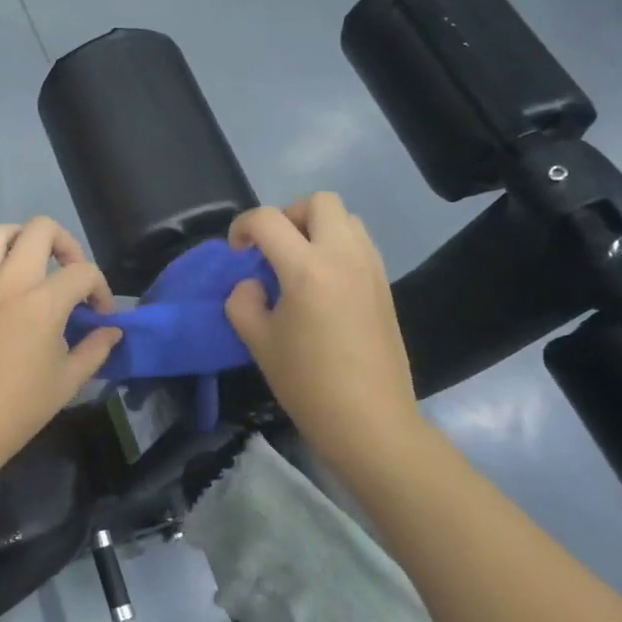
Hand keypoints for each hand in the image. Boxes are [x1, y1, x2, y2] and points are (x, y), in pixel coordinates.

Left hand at [0, 218, 122, 464]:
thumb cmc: (19, 408)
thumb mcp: (68, 381)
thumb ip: (95, 349)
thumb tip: (112, 331)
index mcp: (43, 303)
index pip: (82, 272)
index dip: (101, 289)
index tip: (100, 315)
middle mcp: (9, 283)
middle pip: (40, 229)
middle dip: (65, 243)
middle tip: (69, 272)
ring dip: (21, 240)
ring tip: (32, 263)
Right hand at [224, 193, 422, 449]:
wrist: (369, 420)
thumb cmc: (307, 383)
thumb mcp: (258, 342)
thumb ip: (244, 301)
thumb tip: (253, 284)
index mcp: (306, 269)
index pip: (268, 220)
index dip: (242, 226)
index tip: (237, 251)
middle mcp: (343, 256)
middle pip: (319, 201)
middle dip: (288, 215)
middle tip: (274, 249)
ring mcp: (370, 268)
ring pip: (346, 218)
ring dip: (317, 227)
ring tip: (299, 263)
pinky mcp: (384, 285)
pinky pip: (360, 243)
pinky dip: (337, 246)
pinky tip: (323, 284)